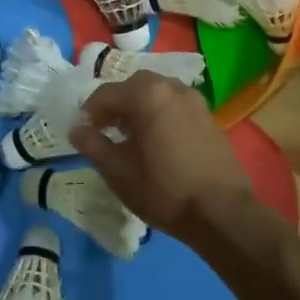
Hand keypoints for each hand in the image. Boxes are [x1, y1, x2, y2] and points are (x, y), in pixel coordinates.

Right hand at [71, 73, 255, 240]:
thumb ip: (93, 145)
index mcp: (146, 95)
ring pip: (156, 93)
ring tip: (130, 136)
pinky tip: (156, 141)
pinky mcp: (208, 116)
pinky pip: (174, 104)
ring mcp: (194, 100)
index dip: (89, 112)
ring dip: (138, 107)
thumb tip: (77, 129)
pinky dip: (159, 113)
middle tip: (105, 130)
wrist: (221, 212)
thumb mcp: (119, 172)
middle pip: (133, 86)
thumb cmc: (164, 191)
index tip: (83, 133)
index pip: (106, 94)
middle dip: (115, 105)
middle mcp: (171, 87)